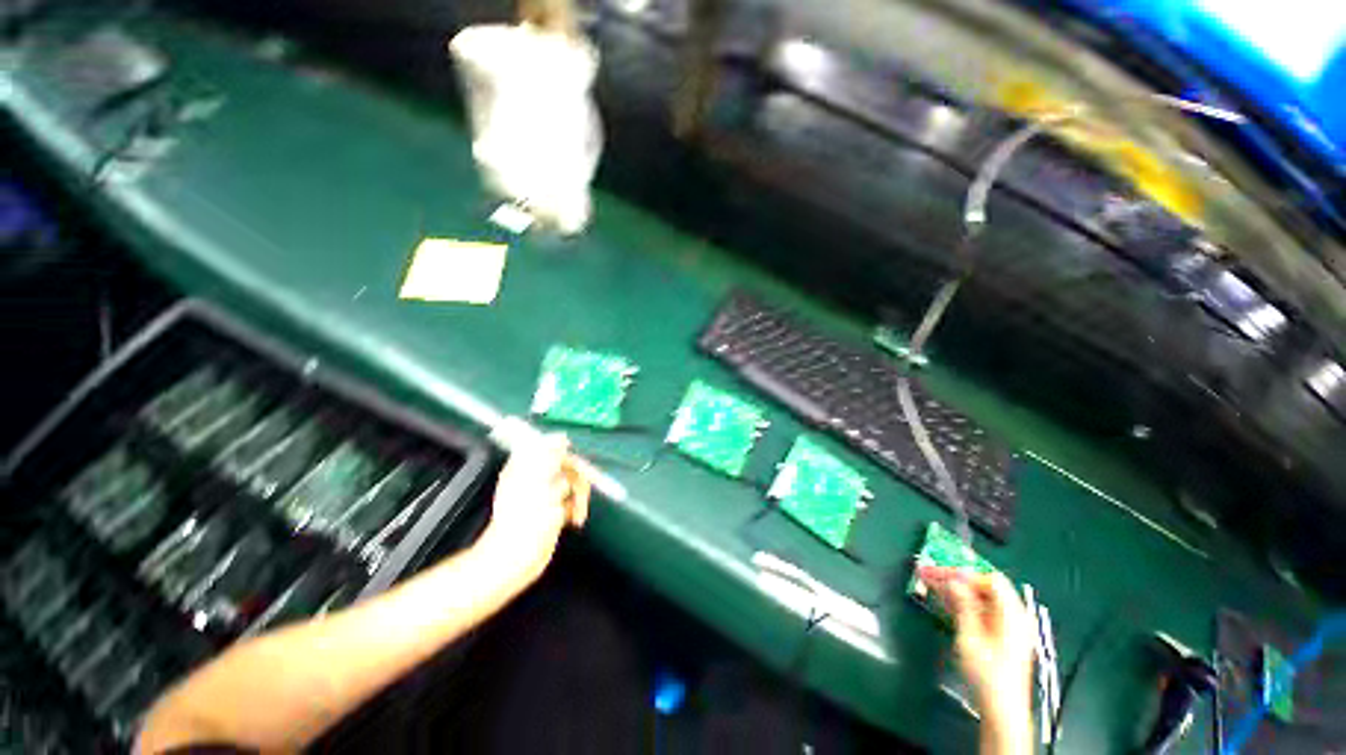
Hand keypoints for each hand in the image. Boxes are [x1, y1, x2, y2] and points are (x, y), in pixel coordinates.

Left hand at [477, 434, 589, 583]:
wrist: (518, 557)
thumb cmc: (525, 515)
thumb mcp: (538, 476)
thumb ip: (549, 452)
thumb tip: (561, 437)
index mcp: (527, 466)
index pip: (553, 450)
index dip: (567, 457)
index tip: (578, 468)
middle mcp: (536, 478)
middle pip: (567, 467)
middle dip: (578, 480)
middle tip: (582, 492)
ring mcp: (545, 496)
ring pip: (572, 485)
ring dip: (579, 497)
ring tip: (577, 513)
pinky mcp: (552, 513)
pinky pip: (571, 502)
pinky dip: (576, 509)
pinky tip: (574, 520)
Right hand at [919, 567, 1034, 726]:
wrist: (1001, 709)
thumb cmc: (987, 673)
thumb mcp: (970, 636)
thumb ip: (963, 605)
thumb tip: (952, 580)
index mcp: (1013, 614)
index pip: (990, 580)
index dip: (964, 574)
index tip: (938, 571)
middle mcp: (1014, 617)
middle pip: (985, 587)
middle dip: (955, 579)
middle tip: (928, 573)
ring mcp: (1008, 628)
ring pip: (980, 598)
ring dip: (955, 590)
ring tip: (929, 583)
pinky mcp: (1000, 637)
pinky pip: (981, 611)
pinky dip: (962, 603)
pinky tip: (942, 601)